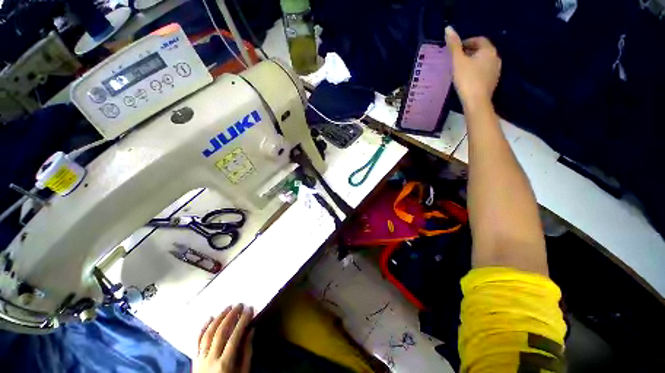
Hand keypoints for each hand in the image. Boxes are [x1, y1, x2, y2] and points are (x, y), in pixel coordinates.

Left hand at [193, 304, 253, 372]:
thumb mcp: (243, 372)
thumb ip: (247, 352)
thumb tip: (251, 330)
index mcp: (225, 364)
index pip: (234, 337)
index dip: (242, 321)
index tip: (249, 309)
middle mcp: (210, 360)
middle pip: (220, 333)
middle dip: (231, 316)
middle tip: (240, 304)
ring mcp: (200, 359)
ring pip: (208, 334)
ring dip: (219, 318)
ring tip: (228, 307)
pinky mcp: (195, 359)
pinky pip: (197, 341)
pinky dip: (203, 328)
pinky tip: (209, 317)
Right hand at [445, 26, 501, 109]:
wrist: (476, 101)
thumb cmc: (467, 79)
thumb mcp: (458, 61)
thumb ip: (454, 45)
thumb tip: (448, 29)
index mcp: (488, 50)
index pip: (479, 40)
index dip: (467, 42)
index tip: (456, 49)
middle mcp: (495, 57)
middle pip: (482, 50)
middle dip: (470, 52)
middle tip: (457, 59)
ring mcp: (496, 70)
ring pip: (483, 61)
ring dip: (473, 62)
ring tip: (461, 68)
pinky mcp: (493, 81)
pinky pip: (484, 71)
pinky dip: (476, 71)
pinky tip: (468, 78)